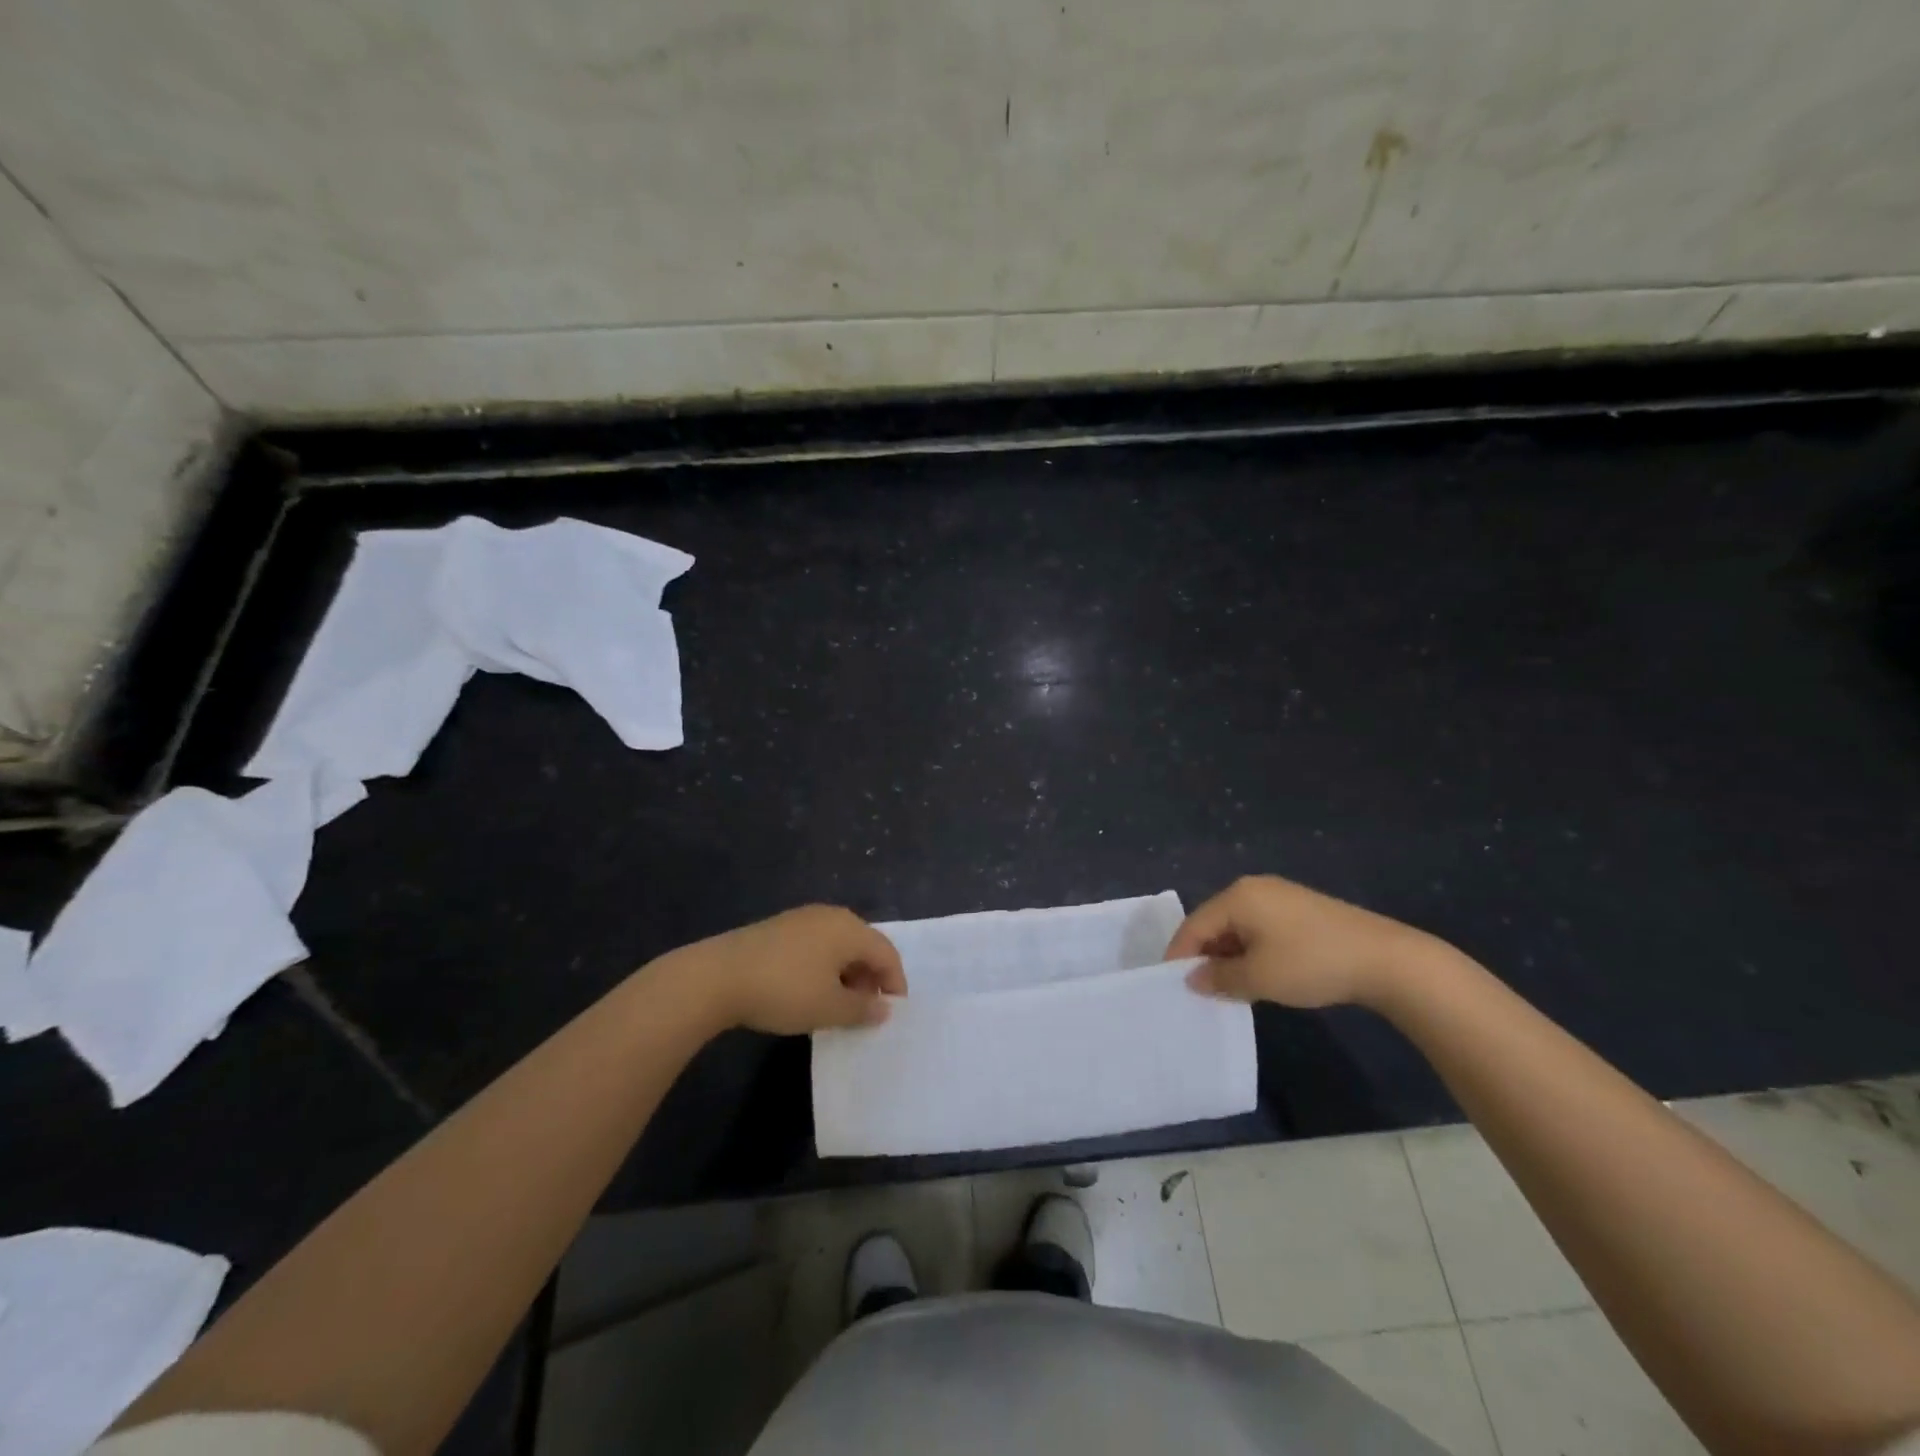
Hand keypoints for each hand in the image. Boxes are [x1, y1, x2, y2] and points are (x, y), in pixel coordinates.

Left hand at [664, 905, 907, 1034]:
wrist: (717, 977)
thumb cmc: (784, 991)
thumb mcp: (829, 1008)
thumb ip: (862, 1009)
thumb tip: (883, 1008)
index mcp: (849, 928)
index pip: (886, 953)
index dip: (895, 983)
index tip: (892, 1013)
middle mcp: (830, 915)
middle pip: (864, 945)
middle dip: (870, 978)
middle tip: (864, 1011)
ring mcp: (802, 919)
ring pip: (838, 946)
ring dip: (846, 974)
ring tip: (836, 1006)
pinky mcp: (779, 928)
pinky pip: (816, 946)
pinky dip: (823, 968)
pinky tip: (808, 991)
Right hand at [1166, 875, 1449, 1009]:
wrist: (1386, 960)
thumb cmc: (1311, 963)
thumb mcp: (1259, 977)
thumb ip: (1219, 977)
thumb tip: (1193, 979)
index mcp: (1237, 896)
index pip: (1194, 926)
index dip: (1179, 956)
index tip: (1170, 985)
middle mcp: (1253, 888)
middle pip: (1214, 923)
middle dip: (1205, 956)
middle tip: (1200, 990)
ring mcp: (1279, 896)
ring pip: (1238, 927)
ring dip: (1229, 956)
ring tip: (1228, 988)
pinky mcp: (1300, 909)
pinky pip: (1259, 928)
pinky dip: (1251, 951)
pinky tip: (1259, 975)